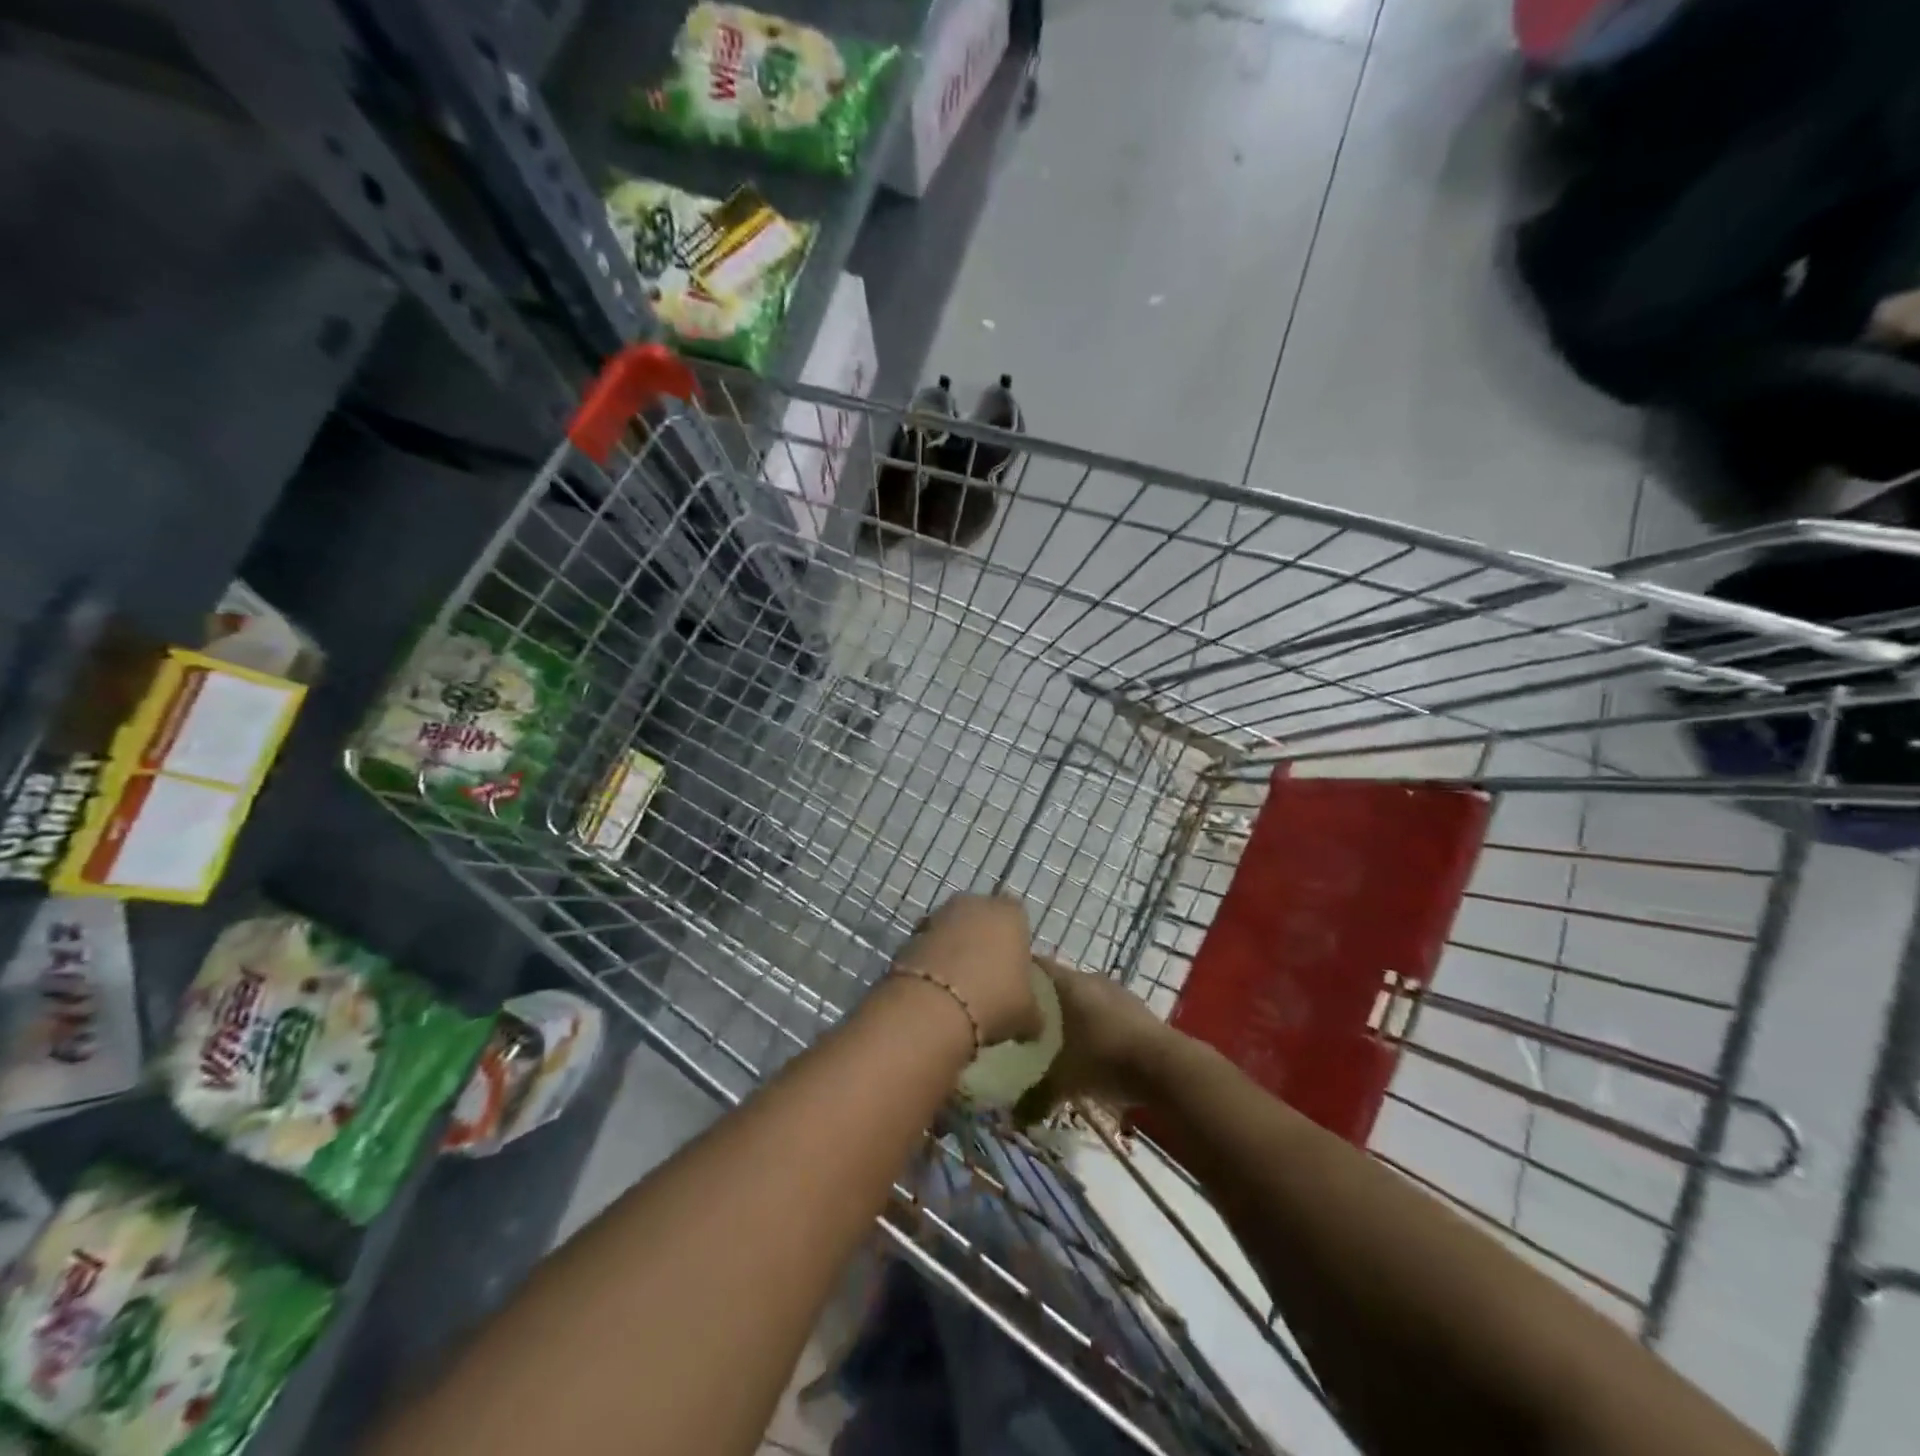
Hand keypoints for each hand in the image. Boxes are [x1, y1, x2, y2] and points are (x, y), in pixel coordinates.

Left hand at [891, 895, 1040, 1046]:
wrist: (933, 1006)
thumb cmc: (994, 1000)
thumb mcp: (1027, 1015)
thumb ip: (1033, 1012)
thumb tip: (1032, 1022)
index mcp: (1009, 913)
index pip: (1018, 919)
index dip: (1017, 944)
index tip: (1015, 971)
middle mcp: (974, 904)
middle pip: (982, 920)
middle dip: (983, 942)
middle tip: (987, 978)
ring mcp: (938, 916)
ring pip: (953, 931)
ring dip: (955, 951)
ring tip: (959, 988)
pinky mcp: (910, 934)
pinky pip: (929, 946)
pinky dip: (933, 963)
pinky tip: (936, 991)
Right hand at [1015, 955, 1176, 1120]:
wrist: (1166, 1067)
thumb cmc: (1105, 1058)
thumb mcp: (1063, 1081)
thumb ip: (1034, 1096)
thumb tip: (1010, 1119)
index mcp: (1067, 982)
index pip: (1034, 967)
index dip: (1017, 979)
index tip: (1002, 997)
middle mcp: (1090, 978)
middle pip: (1057, 984)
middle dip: (1043, 1003)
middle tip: (1024, 1027)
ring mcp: (1116, 992)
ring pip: (1082, 998)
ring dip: (1070, 1016)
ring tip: (1055, 1041)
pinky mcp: (1136, 1009)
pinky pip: (1103, 1012)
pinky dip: (1092, 1026)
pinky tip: (1088, 1050)